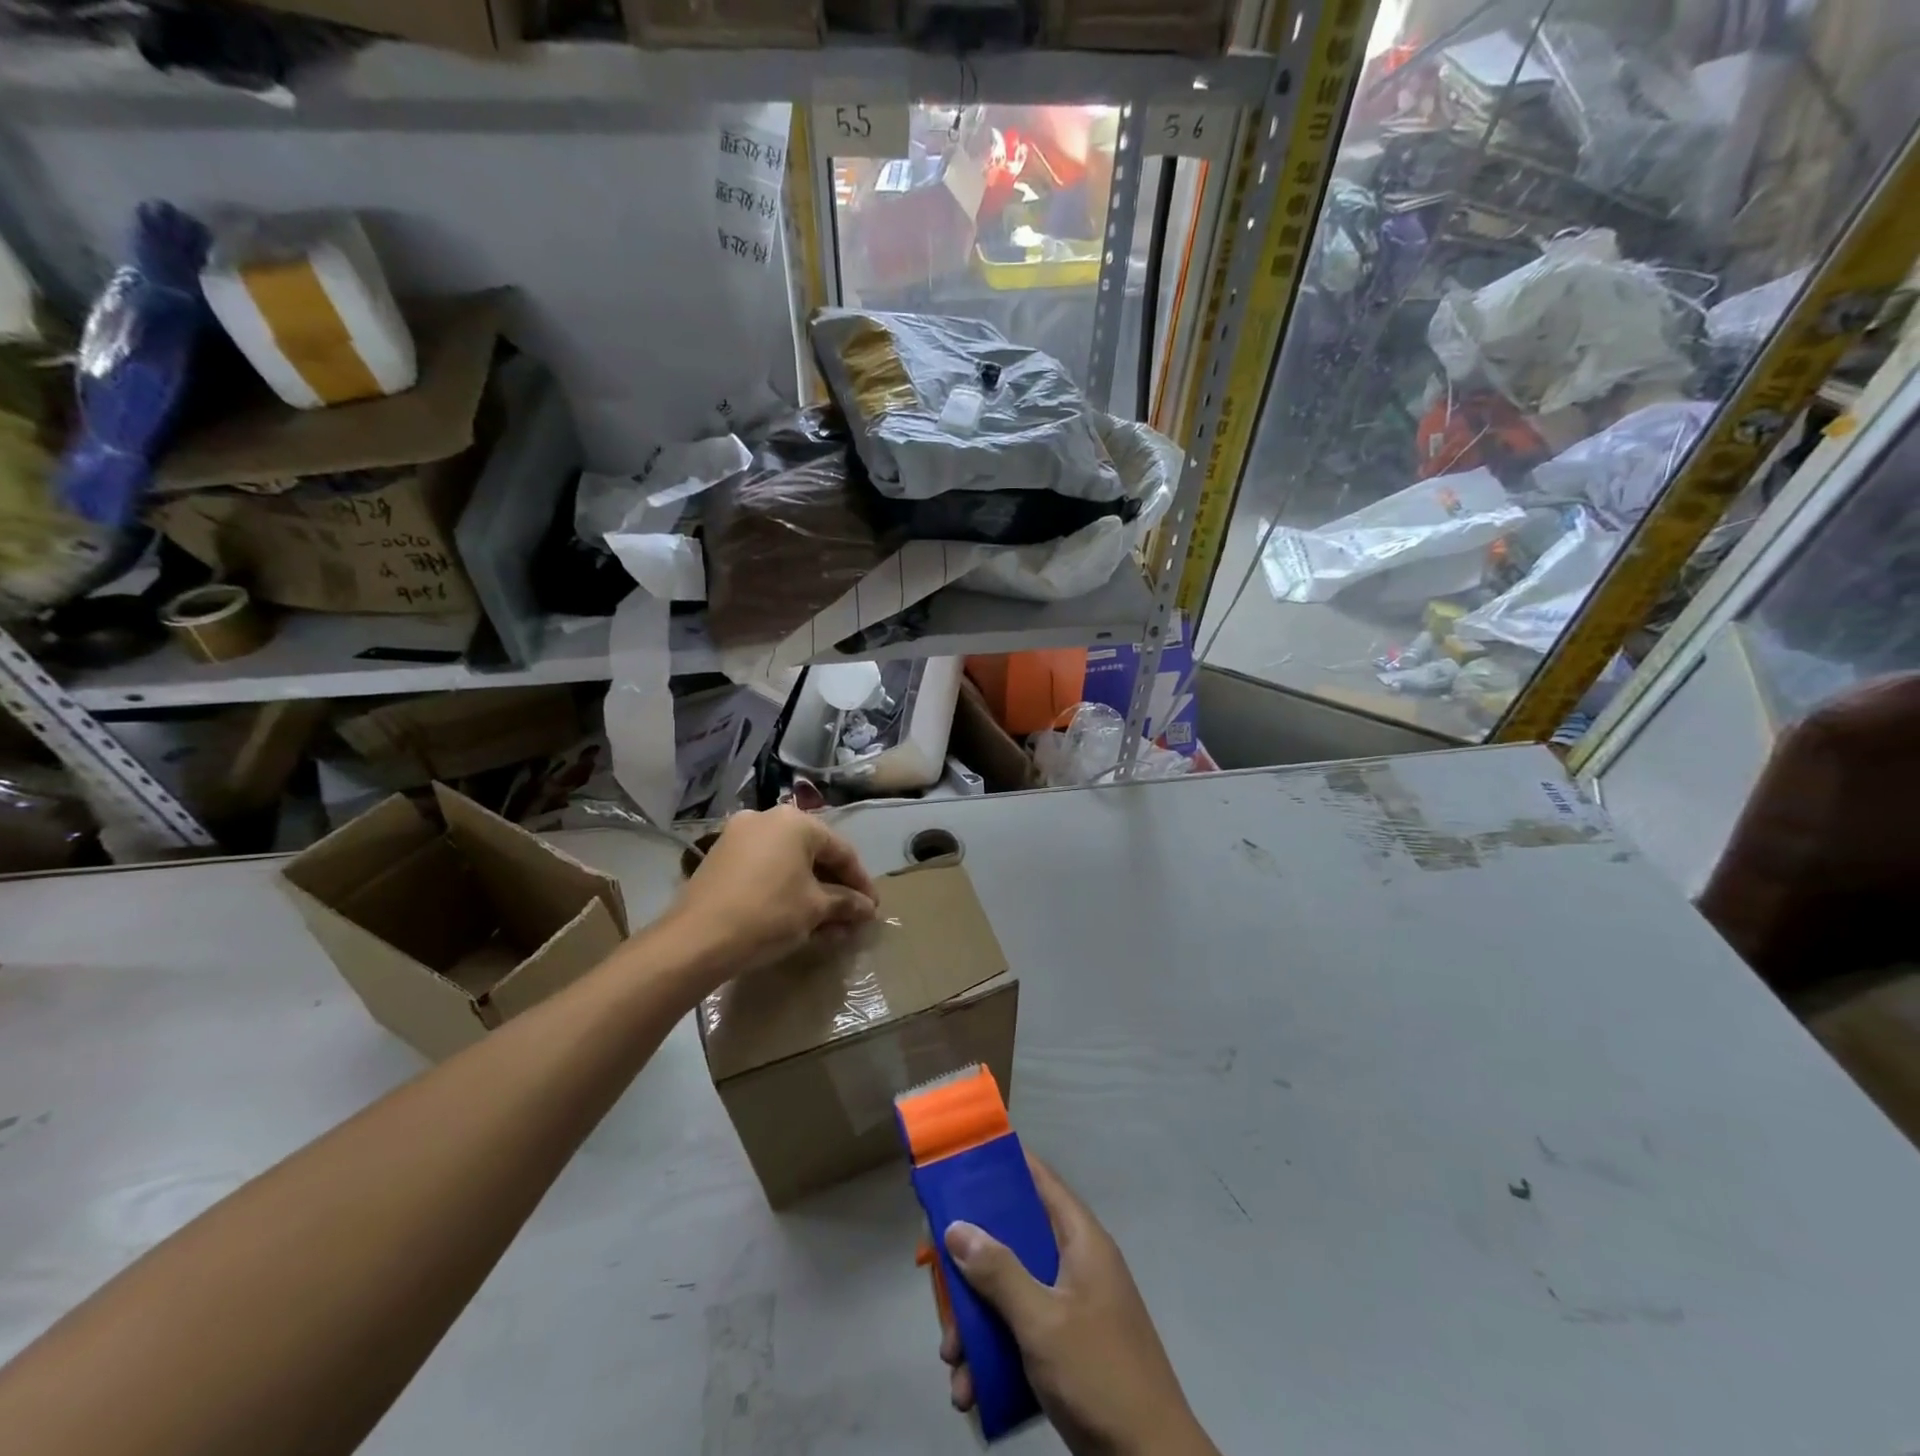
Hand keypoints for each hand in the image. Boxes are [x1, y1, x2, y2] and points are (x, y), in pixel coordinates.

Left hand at [668, 806, 877, 977]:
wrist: (696, 940)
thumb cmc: (768, 914)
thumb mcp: (815, 909)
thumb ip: (846, 903)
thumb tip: (867, 908)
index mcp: (795, 821)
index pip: (841, 850)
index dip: (861, 882)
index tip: (873, 908)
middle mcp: (766, 818)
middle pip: (813, 853)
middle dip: (835, 886)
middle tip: (851, 914)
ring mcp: (738, 835)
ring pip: (788, 862)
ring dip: (811, 890)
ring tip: (827, 922)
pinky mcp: (719, 857)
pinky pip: (764, 868)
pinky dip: (784, 887)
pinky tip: (795, 915)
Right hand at [940, 1157, 1218, 1455]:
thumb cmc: (1099, 1373)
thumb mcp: (1042, 1321)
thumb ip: (999, 1272)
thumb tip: (956, 1226)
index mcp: (1080, 1240)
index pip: (1039, 1180)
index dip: (1002, 1167)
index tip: (959, 1166)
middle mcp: (1075, 1263)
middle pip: (1013, 1241)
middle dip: (972, 1267)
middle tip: (937, 1282)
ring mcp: (1071, 1307)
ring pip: (1010, 1292)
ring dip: (975, 1324)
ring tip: (951, 1360)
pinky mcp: (1065, 1347)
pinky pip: (1019, 1333)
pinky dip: (992, 1355)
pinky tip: (969, 1390)